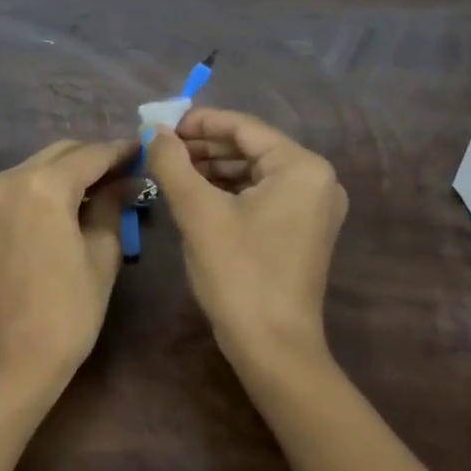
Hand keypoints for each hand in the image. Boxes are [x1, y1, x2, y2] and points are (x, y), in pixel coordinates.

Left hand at [0, 139, 135, 387]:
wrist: (8, 359)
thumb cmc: (66, 312)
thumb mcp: (102, 254)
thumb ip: (113, 206)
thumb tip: (129, 180)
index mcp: (42, 185)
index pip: (91, 155)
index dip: (122, 152)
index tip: (148, 152)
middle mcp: (11, 177)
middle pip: (63, 153)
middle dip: (97, 158)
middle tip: (132, 173)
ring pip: (43, 165)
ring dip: (75, 170)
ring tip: (110, 187)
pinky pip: (27, 183)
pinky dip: (54, 184)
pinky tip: (79, 201)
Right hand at [145, 108, 347, 371]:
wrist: (273, 348)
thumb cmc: (239, 274)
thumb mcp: (198, 212)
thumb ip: (172, 163)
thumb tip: (153, 131)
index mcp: (302, 167)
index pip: (243, 127)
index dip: (198, 122)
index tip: (159, 125)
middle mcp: (317, 179)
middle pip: (250, 147)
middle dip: (203, 146)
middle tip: (160, 149)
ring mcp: (313, 206)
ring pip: (253, 171)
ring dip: (212, 168)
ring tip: (171, 170)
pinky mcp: (302, 229)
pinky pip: (260, 194)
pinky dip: (228, 190)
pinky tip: (194, 193)